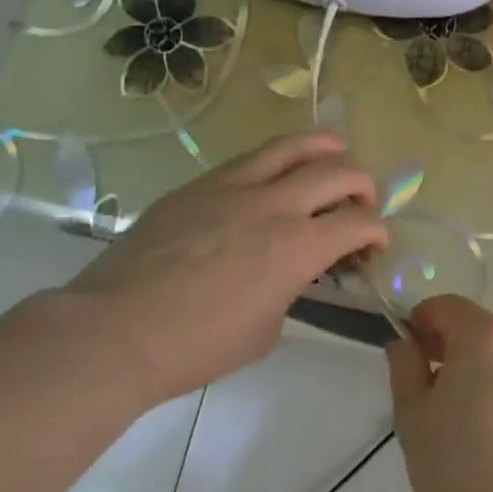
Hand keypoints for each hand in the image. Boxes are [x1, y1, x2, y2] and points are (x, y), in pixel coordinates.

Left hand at [60, 132, 386, 405]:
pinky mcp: (198, 185)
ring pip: (292, 145)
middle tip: (360, 202)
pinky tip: (275, 174)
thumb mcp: (265, 329)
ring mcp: (232, 187)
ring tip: (335, 153)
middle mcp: (273, 206)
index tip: (374, 244)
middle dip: (362, 185)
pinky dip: (277, 160)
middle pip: (337, 172)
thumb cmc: (196, 346)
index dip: (377, 231)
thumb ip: (289, 290)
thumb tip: (289, 275)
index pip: (359, 223)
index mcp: (297, 248)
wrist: (115, 330)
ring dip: (325, 147)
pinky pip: (249, 158)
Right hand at [386, 295, 492, 491]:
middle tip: (438, 392)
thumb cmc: (453, 471)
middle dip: (457, 347)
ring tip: (476, 418)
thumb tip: (406, 343)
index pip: (446, 306)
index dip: (423, 323)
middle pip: (482, 328)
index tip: (412, 354)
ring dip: (490, 368)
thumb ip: (405, 366)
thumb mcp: (412, 416)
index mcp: (486, 336)